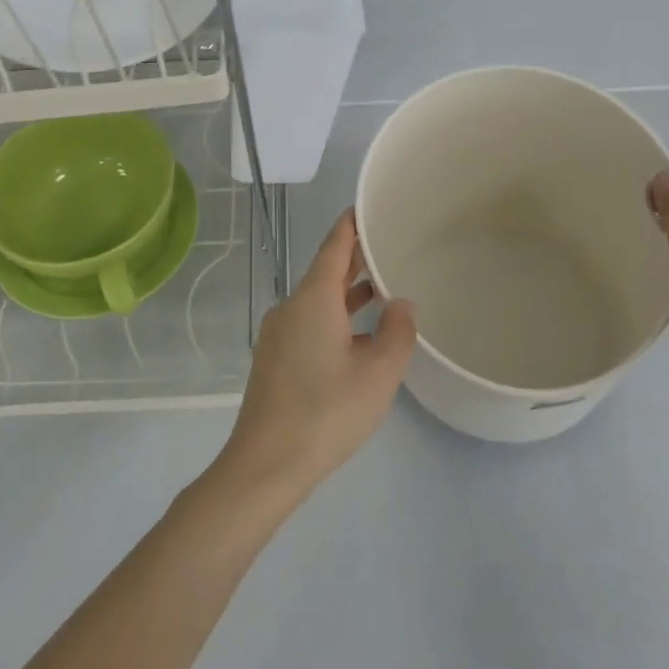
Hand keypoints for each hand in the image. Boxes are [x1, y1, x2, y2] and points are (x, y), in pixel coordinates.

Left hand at [216, 210, 417, 499]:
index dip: (351, 224)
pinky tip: (359, 338)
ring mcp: (279, 333)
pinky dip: (335, 318)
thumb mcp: (378, 373)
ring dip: (347, 293)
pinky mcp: (275, 358)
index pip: (334, 246)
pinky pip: (309, 323)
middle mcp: (291, 307)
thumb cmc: (327, 412)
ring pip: (318, 300)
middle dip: (354, 258)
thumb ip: (397, 332)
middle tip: (387, 245)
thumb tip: (401, 303)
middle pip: (325, 271)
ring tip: (382, 288)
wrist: (266, 462)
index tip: (367, 205)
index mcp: (313, 299)